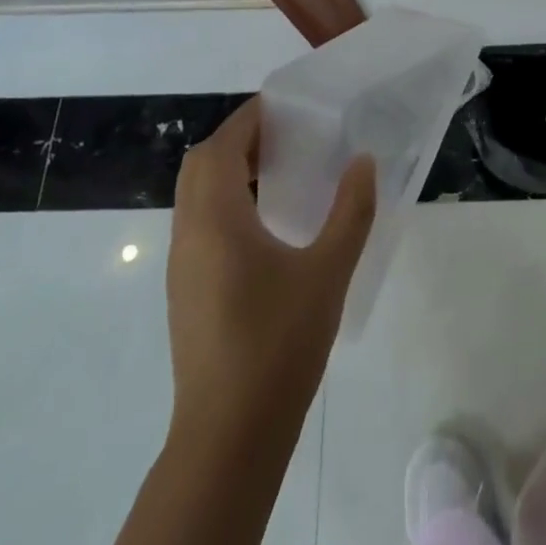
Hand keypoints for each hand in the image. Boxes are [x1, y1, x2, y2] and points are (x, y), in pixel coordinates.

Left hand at [167, 99, 375, 431]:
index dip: (248, 120)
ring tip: (281, 173)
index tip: (284, 107)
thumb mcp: (328, 271)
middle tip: (285, 137)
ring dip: (228, 173)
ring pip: (195, 197)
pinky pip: (199, 225)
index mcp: (216, 220)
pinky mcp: (186, 293)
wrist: (228, 437)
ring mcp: (183, 267)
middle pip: (200, 166)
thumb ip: (351, 211)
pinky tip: (266, 226)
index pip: (221, 147)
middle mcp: (189, 235)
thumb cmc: (278, 344)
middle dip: (237, 141)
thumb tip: (363, 162)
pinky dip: (225, 204)